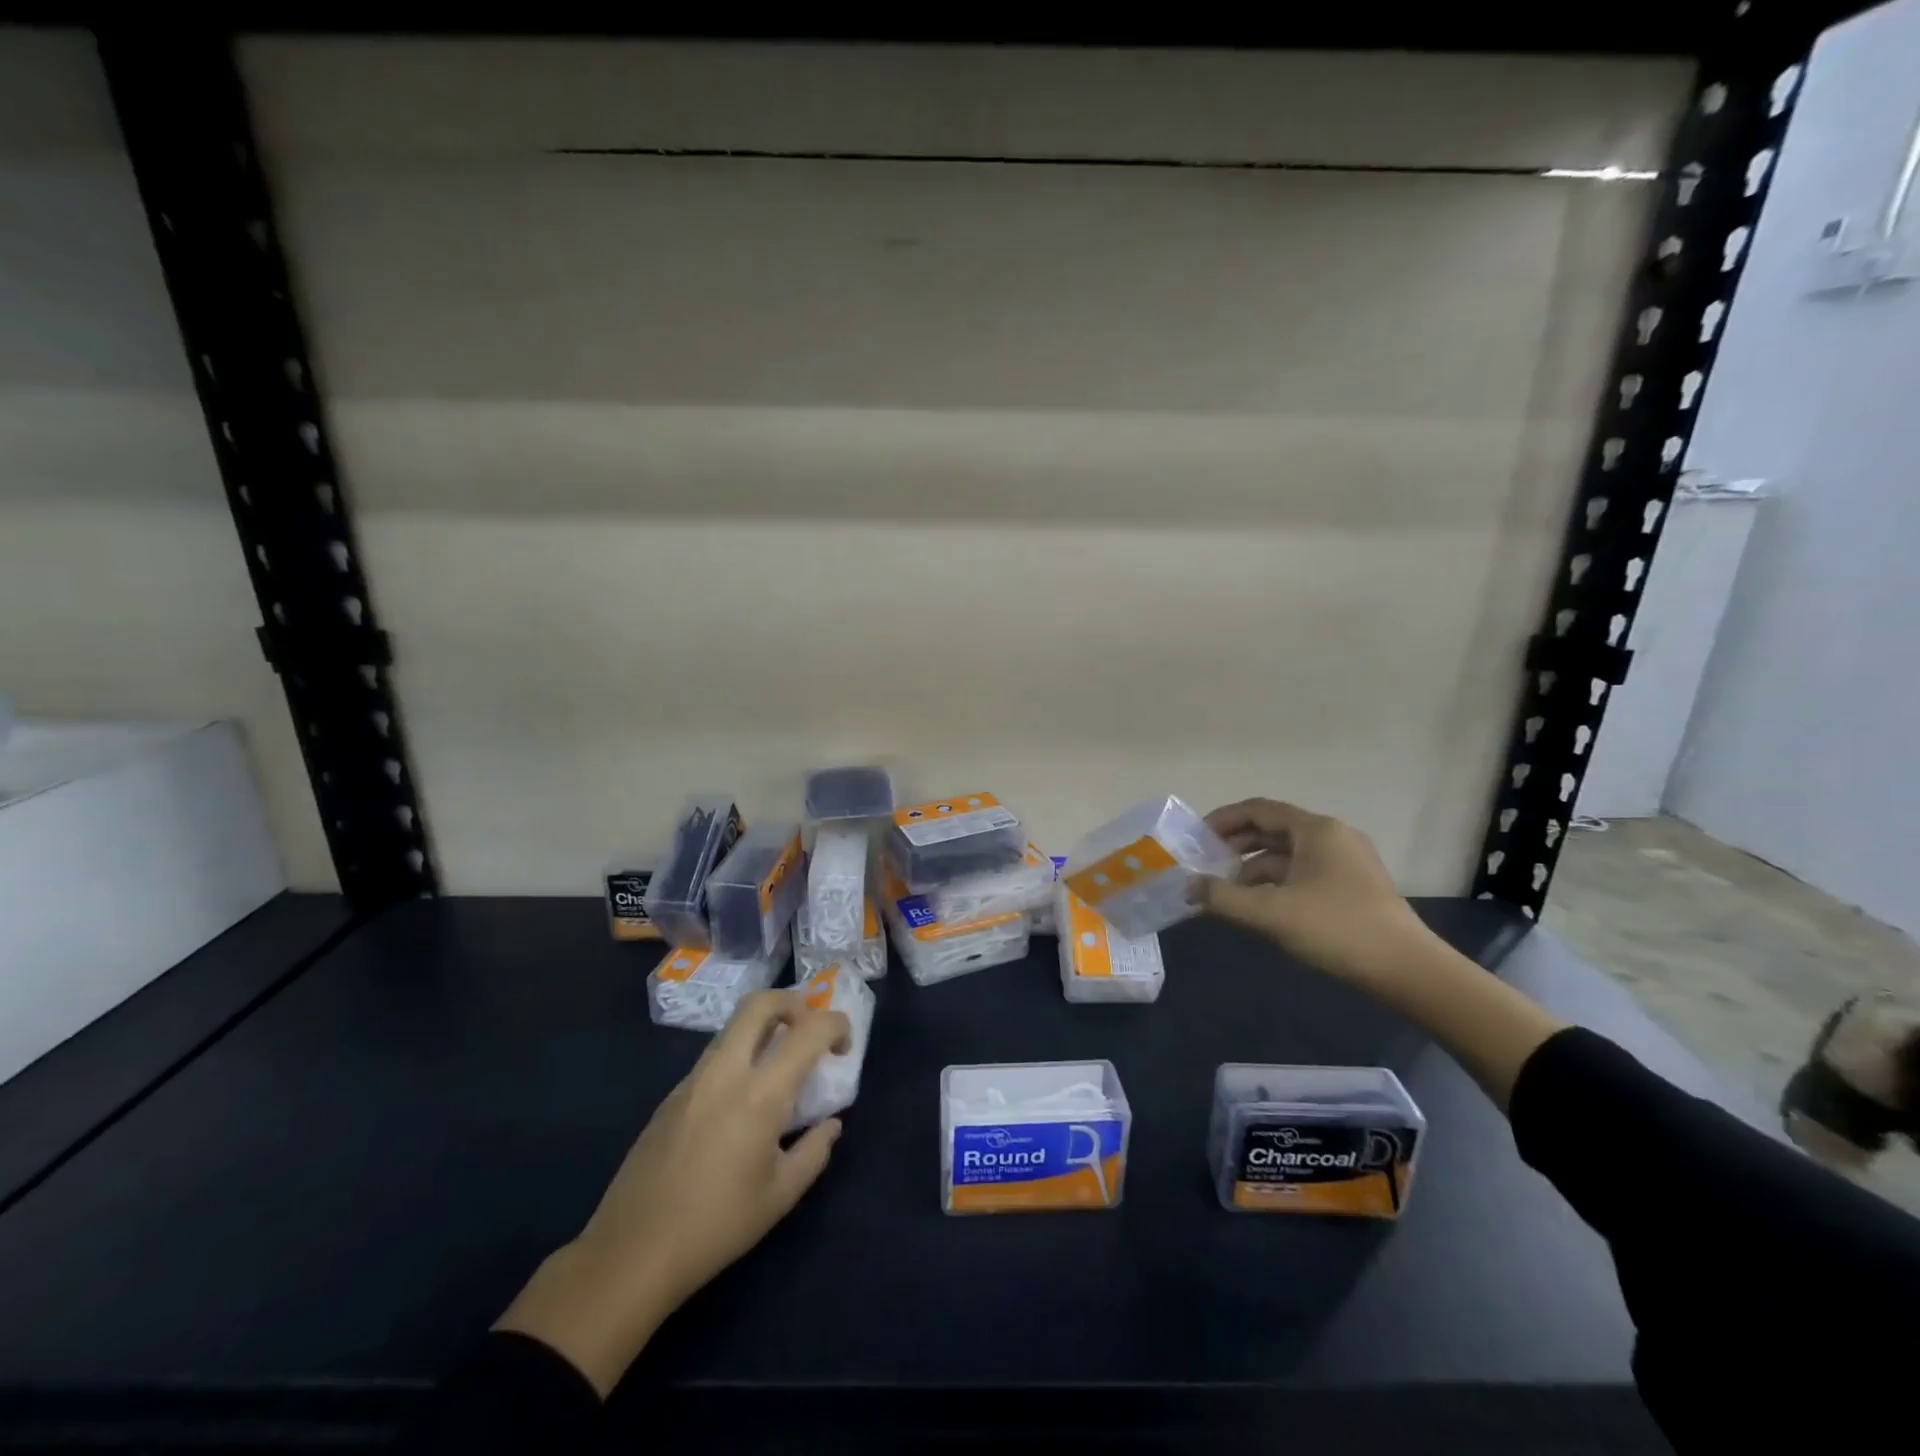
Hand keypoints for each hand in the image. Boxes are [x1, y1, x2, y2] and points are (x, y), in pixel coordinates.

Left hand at [495, 989, 850, 1395]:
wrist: (631, 1253)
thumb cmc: (716, 1226)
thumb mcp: (780, 1196)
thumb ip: (815, 1152)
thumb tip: (831, 1124)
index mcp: (760, 1094)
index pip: (809, 1030)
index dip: (836, 1026)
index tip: (843, 1049)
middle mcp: (726, 1072)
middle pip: (760, 1003)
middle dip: (793, 1003)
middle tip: (809, 1030)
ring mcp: (693, 1080)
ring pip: (734, 1027)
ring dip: (764, 1028)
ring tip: (779, 1066)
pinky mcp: (671, 1096)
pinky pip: (714, 1056)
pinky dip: (740, 1057)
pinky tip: (742, 1103)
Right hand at [1193, 798, 1564, 1105]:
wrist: (1408, 970)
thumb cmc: (1337, 929)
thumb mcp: (1271, 914)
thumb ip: (1223, 897)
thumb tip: (1188, 886)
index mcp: (1315, 829)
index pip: (1258, 809)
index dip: (1223, 820)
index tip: (1196, 838)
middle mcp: (1331, 836)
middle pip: (1272, 830)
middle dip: (1235, 846)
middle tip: (1204, 865)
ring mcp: (1346, 862)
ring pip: (1287, 854)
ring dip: (1253, 868)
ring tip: (1226, 892)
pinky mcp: (1353, 887)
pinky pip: (1303, 873)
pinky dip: (1276, 883)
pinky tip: (1260, 907)